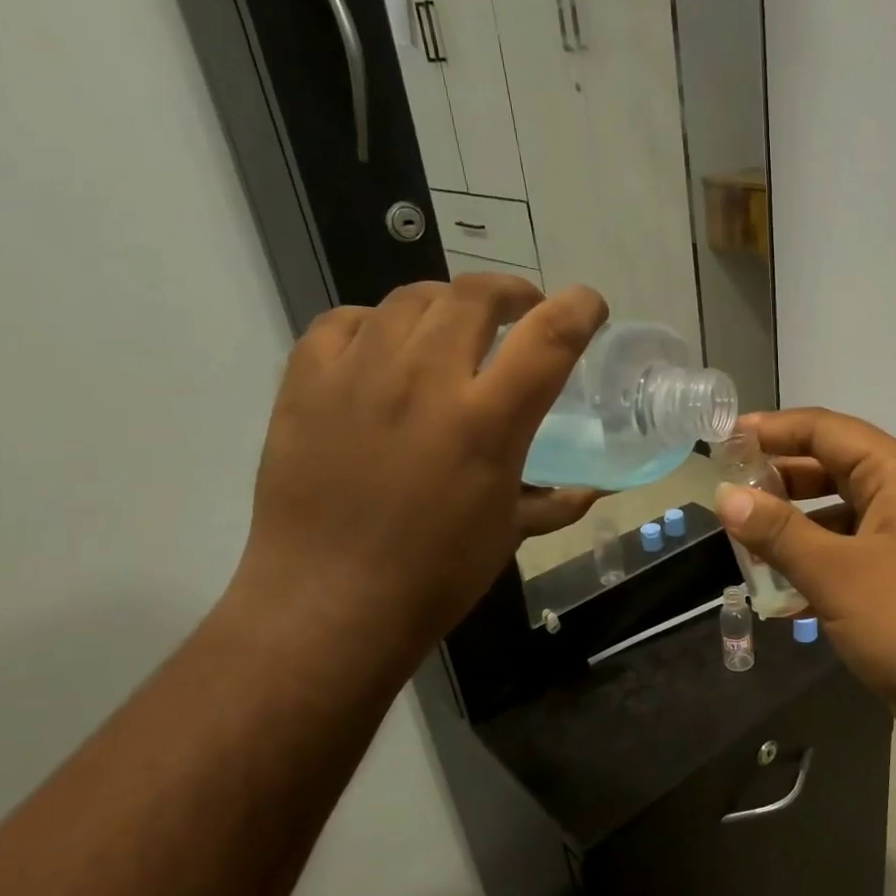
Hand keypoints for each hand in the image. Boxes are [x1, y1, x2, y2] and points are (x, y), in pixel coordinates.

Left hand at [231, 276, 606, 665]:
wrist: (329, 603)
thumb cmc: (436, 575)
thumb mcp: (510, 535)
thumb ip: (555, 502)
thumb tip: (591, 491)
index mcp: (487, 422)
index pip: (549, 336)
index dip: (579, 308)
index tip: (588, 307)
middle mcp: (425, 381)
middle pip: (475, 295)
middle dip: (511, 292)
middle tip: (519, 314)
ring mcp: (358, 375)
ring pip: (411, 298)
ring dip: (447, 305)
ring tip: (453, 332)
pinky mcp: (305, 383)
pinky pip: (344, 322)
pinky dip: (375, 325)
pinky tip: (383, 351)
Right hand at [714, 409, 895, 757]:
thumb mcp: (837, 573)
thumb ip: (778, 532)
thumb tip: (725, 496)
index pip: (825, 430)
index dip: (772, 429)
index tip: (721, 440)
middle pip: (832, 470)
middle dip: (779, 481)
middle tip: (726, 496)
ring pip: (838, 520)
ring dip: (793, 531)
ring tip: (743, 547)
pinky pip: (850, 561)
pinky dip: (815, 569)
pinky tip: (780, 597)